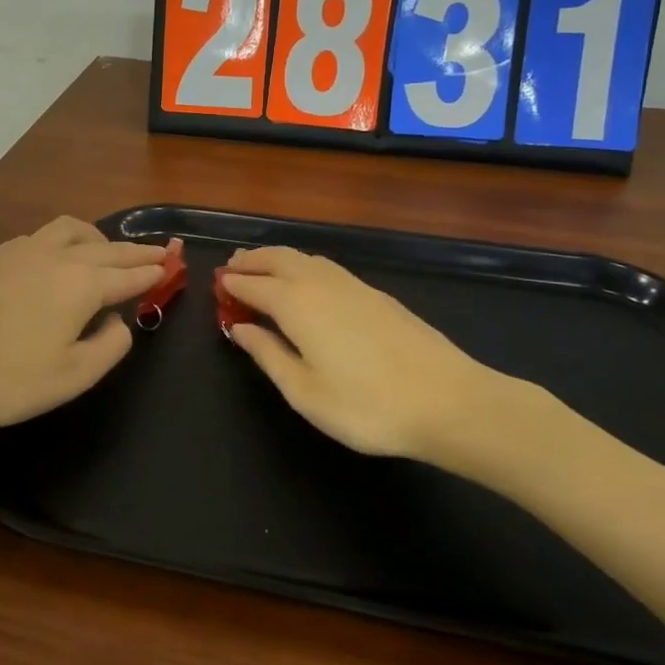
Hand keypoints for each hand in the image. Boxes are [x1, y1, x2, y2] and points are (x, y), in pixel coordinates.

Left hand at [0, 216, 167, 458]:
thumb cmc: (7, 382)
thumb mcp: (74, 376)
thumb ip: (110, 345)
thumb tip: (119, 321)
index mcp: (80, 284)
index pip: (128, 274)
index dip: (153, 271)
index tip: (172, 265)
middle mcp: (55, 257)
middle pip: (106, 248)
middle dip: (135, 251)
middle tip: (158, 252)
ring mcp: (19, 253)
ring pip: (71, 230)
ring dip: (98, 238)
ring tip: (108, 250)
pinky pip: (42, 236)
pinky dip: (66, 240)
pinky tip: (58, 257)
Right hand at [220, 246, 550, 470]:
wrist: (448, 400)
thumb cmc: (366, 405)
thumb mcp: (304, 392)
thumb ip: (268, 355)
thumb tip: (240, 329)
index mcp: (296, 304)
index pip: (253, 285)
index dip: (232, 285)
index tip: (216, 287)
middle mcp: (321, 283)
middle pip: (278, 259)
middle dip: (252, 261)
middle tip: (232, 268)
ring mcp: (353, 285)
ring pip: (305, 258)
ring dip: (278, 258)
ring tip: (262, 268)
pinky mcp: (376, 294)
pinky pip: (327, 267)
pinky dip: (303, 266)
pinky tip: (307, 282)